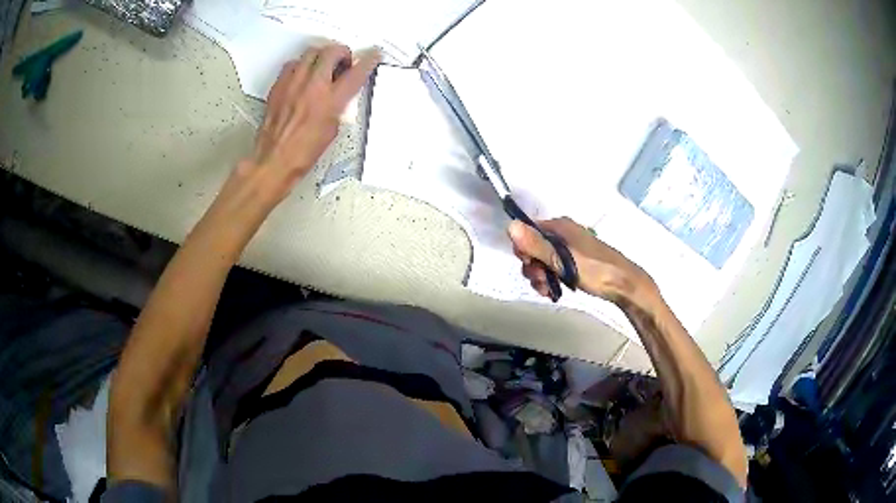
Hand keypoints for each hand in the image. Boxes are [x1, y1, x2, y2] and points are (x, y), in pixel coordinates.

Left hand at [244, 44, 379, 201]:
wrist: (274, 160)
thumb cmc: (304, 152)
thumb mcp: (332, 129)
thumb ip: (338, 105)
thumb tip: (339, 93)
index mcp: (330, 102)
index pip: (356, 73)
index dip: (368, 61)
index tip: (374, 55)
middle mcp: (312, 87)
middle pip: (331, 52)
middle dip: (341, 52)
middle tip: (342, 62)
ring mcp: (293, 83)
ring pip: (311, 52)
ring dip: (321, 55)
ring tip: (321, 67)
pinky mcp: (278, 86)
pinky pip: (292, 64)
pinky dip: (300, 65)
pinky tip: (301, 76)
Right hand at [508, 217, 655, 303]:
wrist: (624, 285)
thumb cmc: (595, 270)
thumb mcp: (563, 260)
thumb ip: (536, 245)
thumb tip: (510, 226)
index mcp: (559, 227)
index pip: (527, 231)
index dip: (523, 250)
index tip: (530, 266)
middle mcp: (562, 234)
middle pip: (533, 248)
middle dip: (532, 267)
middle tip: (542, 282)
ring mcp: (568, 248)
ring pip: (541, 261)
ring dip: (540, 277)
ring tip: (549, 290)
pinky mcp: (573, 262)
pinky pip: (552, 268)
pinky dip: (549, 279)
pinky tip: (553, 291)